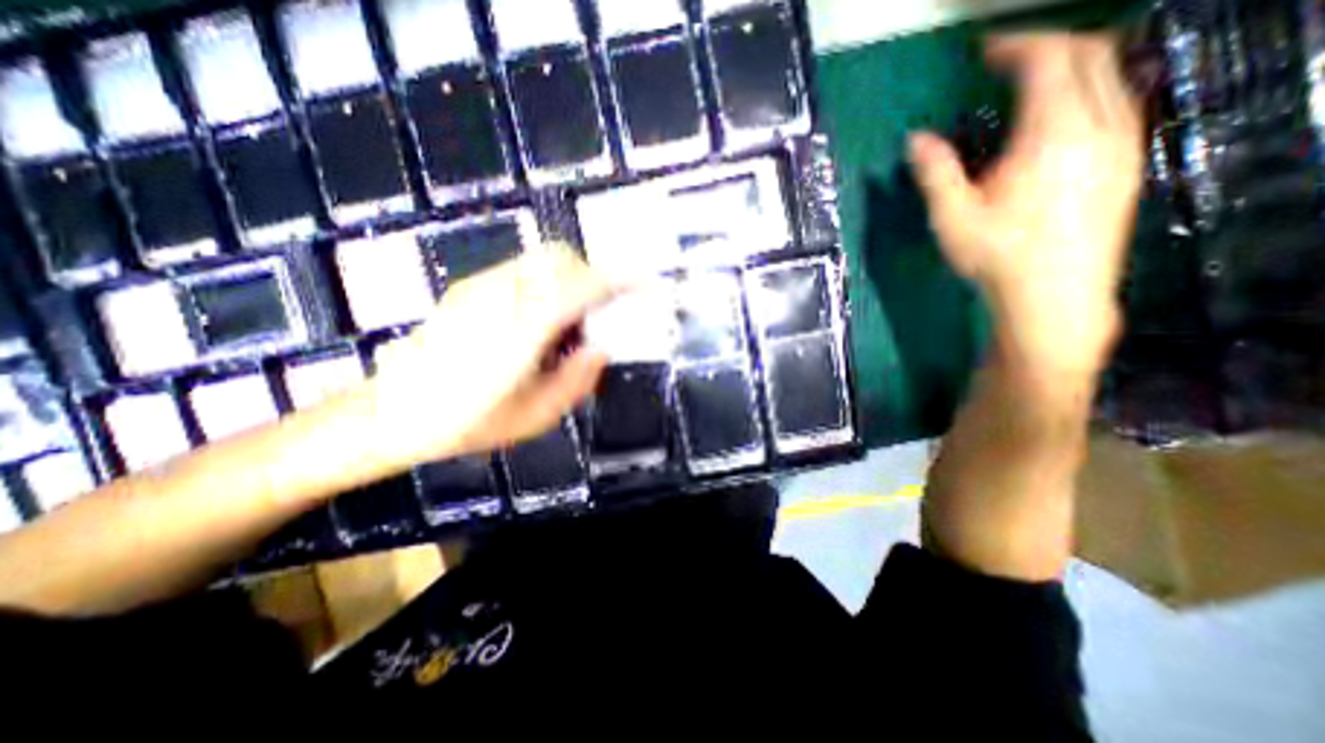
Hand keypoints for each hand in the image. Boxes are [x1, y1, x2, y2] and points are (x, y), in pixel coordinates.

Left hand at [360, 250, 609, 468]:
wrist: (388, 415)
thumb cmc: (464, 423)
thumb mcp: (534, 417)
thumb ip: (577, 381)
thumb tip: (600, 349)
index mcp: (522, 328)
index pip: (581, 285)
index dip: (619, 279)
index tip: (643, 282)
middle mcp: (501, 295)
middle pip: (561, 258)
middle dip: (592, 276)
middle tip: (598, 314)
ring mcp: (480, 287)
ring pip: (541, 261)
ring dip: (567, 282)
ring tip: (563, 327)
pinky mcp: (467, 288)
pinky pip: (521, 271)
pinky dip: (544, 285)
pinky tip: (534, 324)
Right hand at [918, 32, 1143, 378]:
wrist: (1054, 293)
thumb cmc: (997, 256)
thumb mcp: (952, 217)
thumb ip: (935, 172)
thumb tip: (915, 139)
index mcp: (1051, 134)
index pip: (1047, 60)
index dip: (1015, 46)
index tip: (984, 53)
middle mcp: (1099, 124)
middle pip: (1088, 53)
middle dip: (1045, 48)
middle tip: (1005, 63)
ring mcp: (1122, 140)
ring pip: (1111, 73)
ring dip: (1071, 66)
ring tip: (1030, 86)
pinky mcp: (1127, 160)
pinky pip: (1118, 100)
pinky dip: (1088, 90)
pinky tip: (1059, 118)